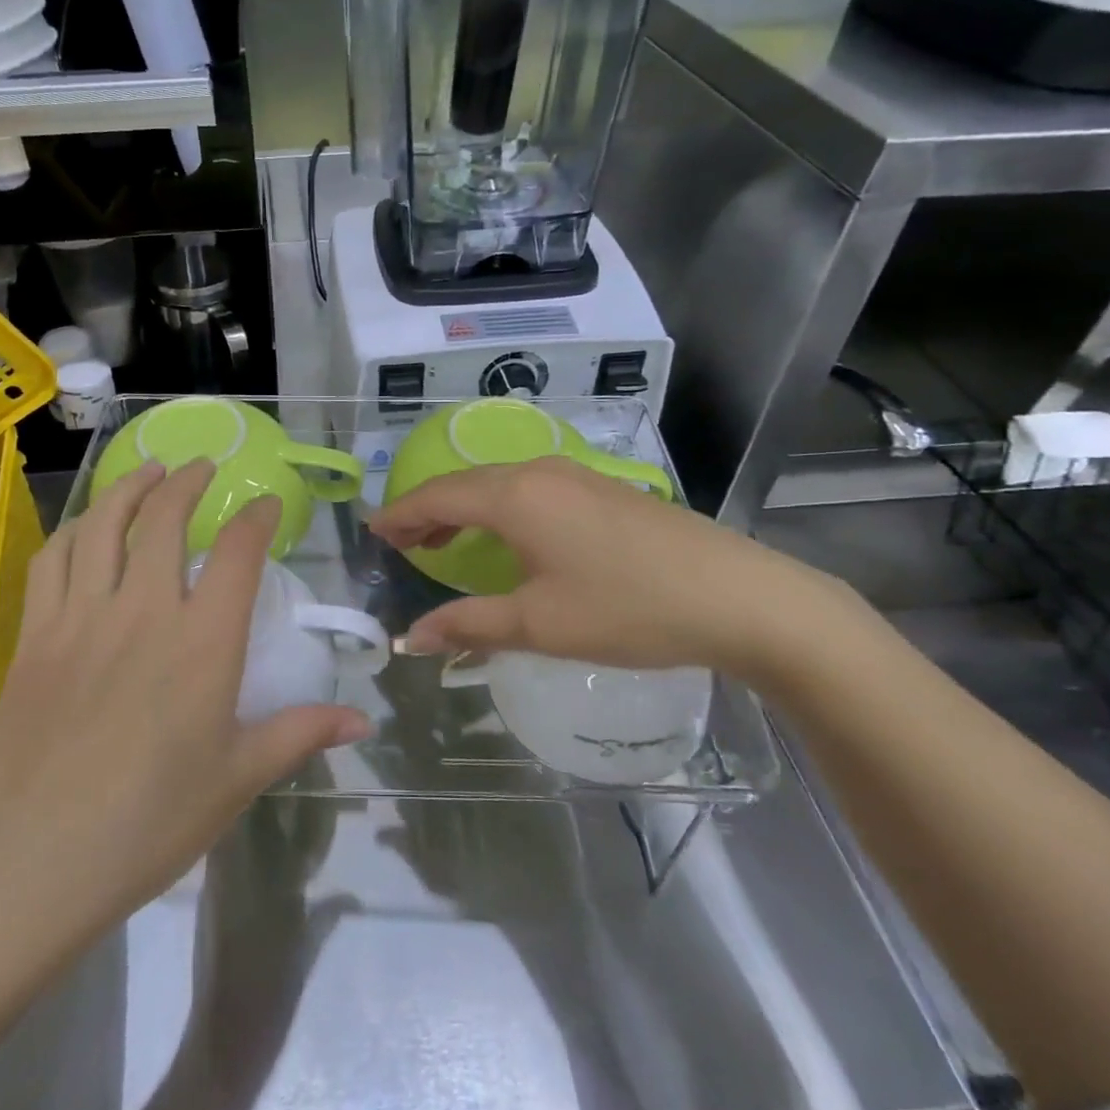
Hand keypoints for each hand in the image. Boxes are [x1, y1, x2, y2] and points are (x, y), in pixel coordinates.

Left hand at [0, 461, 370, 935]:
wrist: (32, 859)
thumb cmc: (149, 823)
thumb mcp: (237, 779)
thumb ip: (300, 733)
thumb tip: (364, 721)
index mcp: (203, 641)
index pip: (238, 552)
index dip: (256, 517)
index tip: (266, 504)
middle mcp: (144, 610)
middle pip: (165, 518)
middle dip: (188, 482)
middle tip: (202, 467)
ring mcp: (82, 616)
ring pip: (104, 524)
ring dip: (129, 487)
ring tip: (148, 470)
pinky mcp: (36, 634)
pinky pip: (52, 559)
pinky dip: (74, 529)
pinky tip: (86, 526)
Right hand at [368, 457, 864, 685]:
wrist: (739, 596)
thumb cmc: (628, 609)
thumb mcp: (540, 624)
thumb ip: (469, 625)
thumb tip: (410, 638)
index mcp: (515, 495)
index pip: (436, 496)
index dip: (399, 515)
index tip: (370, 533)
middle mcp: (539, 471)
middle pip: (464, 485)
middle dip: (426, 512)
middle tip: (397, 543)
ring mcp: (575, 475)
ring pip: (498, 485)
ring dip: (463, 510)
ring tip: (439, 543)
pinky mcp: (602, 489)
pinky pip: (529, 490)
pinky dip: (498, 510)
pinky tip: (504, 539)